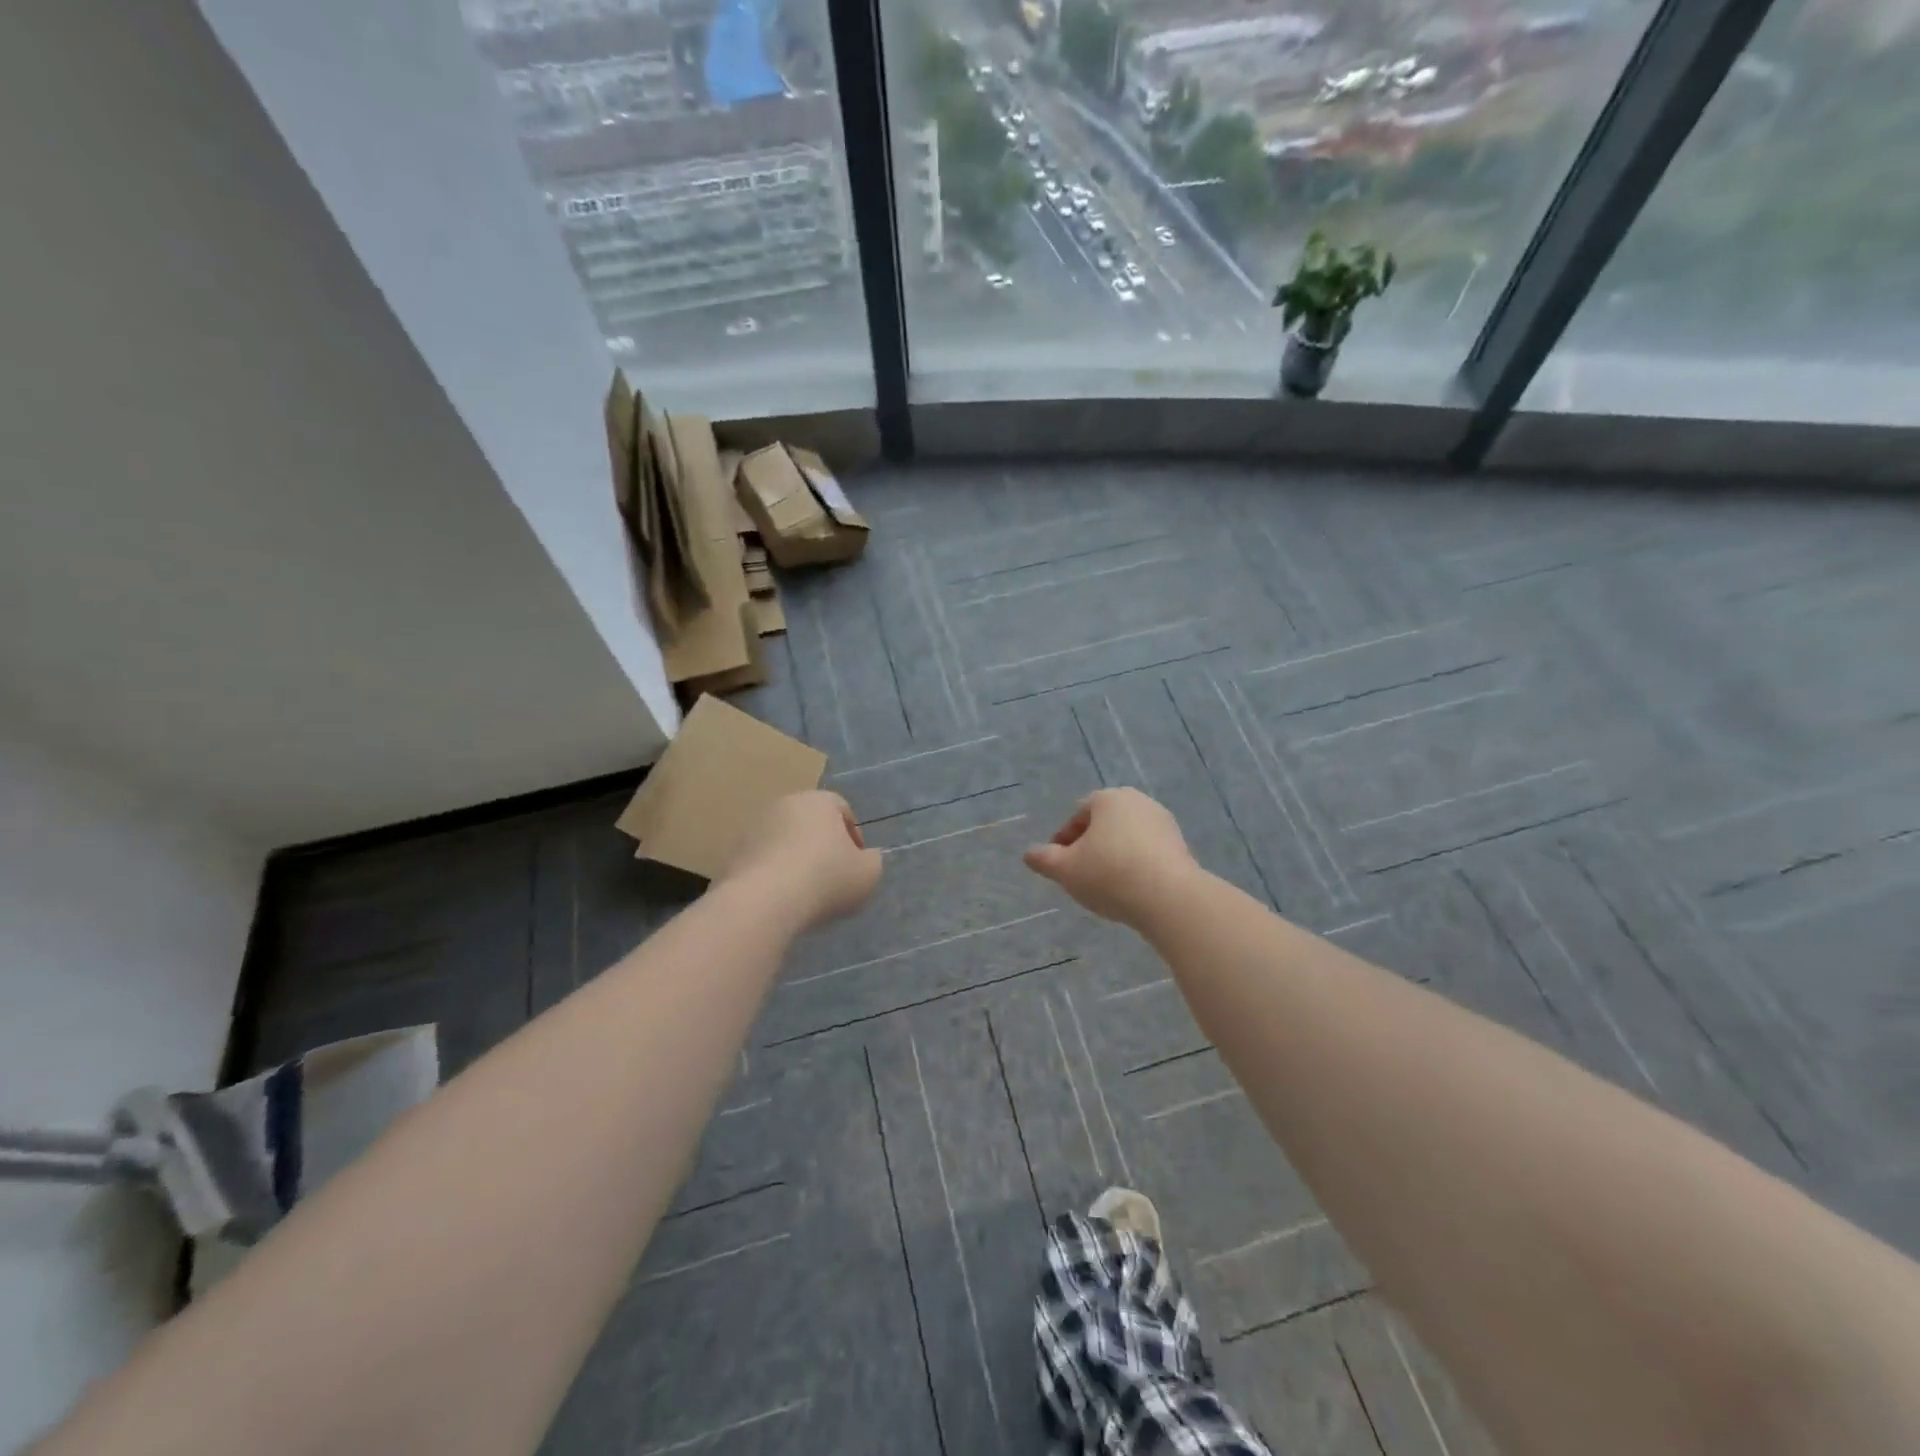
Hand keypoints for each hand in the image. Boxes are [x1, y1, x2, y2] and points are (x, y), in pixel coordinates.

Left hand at [717, 790, 881, 929]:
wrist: (762, 902)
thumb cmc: (825, 879)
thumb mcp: (868, 874)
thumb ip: (872, 861)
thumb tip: (865, 858)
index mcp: (819, 801)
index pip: (842, 808)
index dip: (854, 835)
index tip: (857, 863)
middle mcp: (783, 804)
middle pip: (809, 822)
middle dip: (821, 846)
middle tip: (831, 877)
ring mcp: (753, 828)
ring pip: (783, 840)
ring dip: (794, 859)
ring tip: (803, 892)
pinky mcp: (732, 853)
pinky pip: (761, 861)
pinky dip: (772, 875)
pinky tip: (779, 900)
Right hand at [1024, 788, 1199, 926]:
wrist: (1169, 898)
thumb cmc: (1110, 874)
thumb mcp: (1066, 870)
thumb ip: (1044, 859)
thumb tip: (1029, 854)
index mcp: (1108, 798)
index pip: (1078, 815)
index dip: (1063, 841)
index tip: (1058, 865)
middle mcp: (1137, 801)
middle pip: (1104, 824)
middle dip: (1090, 846)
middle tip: (1079, 874)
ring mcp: (1163, 822)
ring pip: (1127, 838)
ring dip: (1113, 855)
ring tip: (1105, 885)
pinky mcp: (1181, 845)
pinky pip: (1148, 852)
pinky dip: (1135, 864)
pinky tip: (1130, 888)